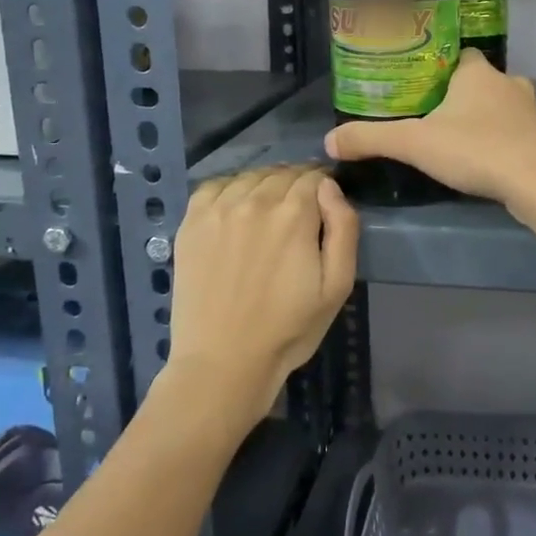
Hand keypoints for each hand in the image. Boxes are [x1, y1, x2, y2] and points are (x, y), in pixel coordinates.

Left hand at [163, 164, 358, 437]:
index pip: (315, 177)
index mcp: (294, 214)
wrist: (223, 362)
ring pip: (251, 176)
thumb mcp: (337, 286)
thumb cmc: (288, 329)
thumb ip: (343, 228)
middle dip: (298, 185)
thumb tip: (330, 187)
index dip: (326, 186)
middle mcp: (255, 201)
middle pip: (283, 173)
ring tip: (270, 211)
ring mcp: (218, 209)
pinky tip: (237, 209)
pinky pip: (215, 185)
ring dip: (266, 185)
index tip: (327, 204)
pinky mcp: (191, 223)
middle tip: (302, 213)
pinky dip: (232, 188)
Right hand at [324, 49, 535, 237]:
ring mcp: (530, 110)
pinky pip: (515, 131)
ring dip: (482, 118)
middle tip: (431, 114)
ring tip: (455, 138)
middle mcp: (508, 82)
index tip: (419, 82)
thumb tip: (328, 140)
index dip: (438, 65)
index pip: (458, 53)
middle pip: (478, 81)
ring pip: (499, 106)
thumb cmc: (477, 149)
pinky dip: (500, 140)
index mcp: (477, 72)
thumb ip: (372, 139)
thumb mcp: (415, 143)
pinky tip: (485, 158)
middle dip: (458, 95)